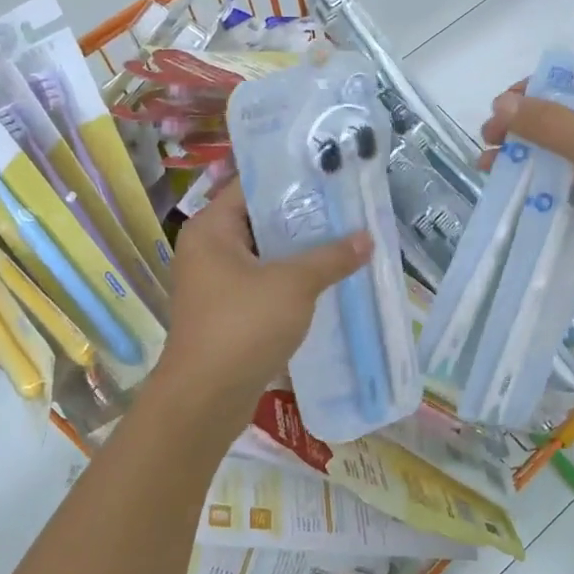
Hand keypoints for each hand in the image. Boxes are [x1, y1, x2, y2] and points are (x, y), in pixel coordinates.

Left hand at [155, 181, 369, 404]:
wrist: (206, 397)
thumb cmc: (243, 326)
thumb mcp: (294, 285)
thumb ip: (331, 257)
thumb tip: (367, 237)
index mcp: (211, 229)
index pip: (251, 187)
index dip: (291, 179)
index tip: (330, 175)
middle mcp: (207, 249)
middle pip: (259, 221)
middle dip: (302, 217)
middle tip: (346, 208)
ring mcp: (215, 283)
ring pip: (263, 255)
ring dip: (299, 252)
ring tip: (344, 240)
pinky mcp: (226, 312)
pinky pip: (262, 283)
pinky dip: (289, 280)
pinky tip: (325, 280)